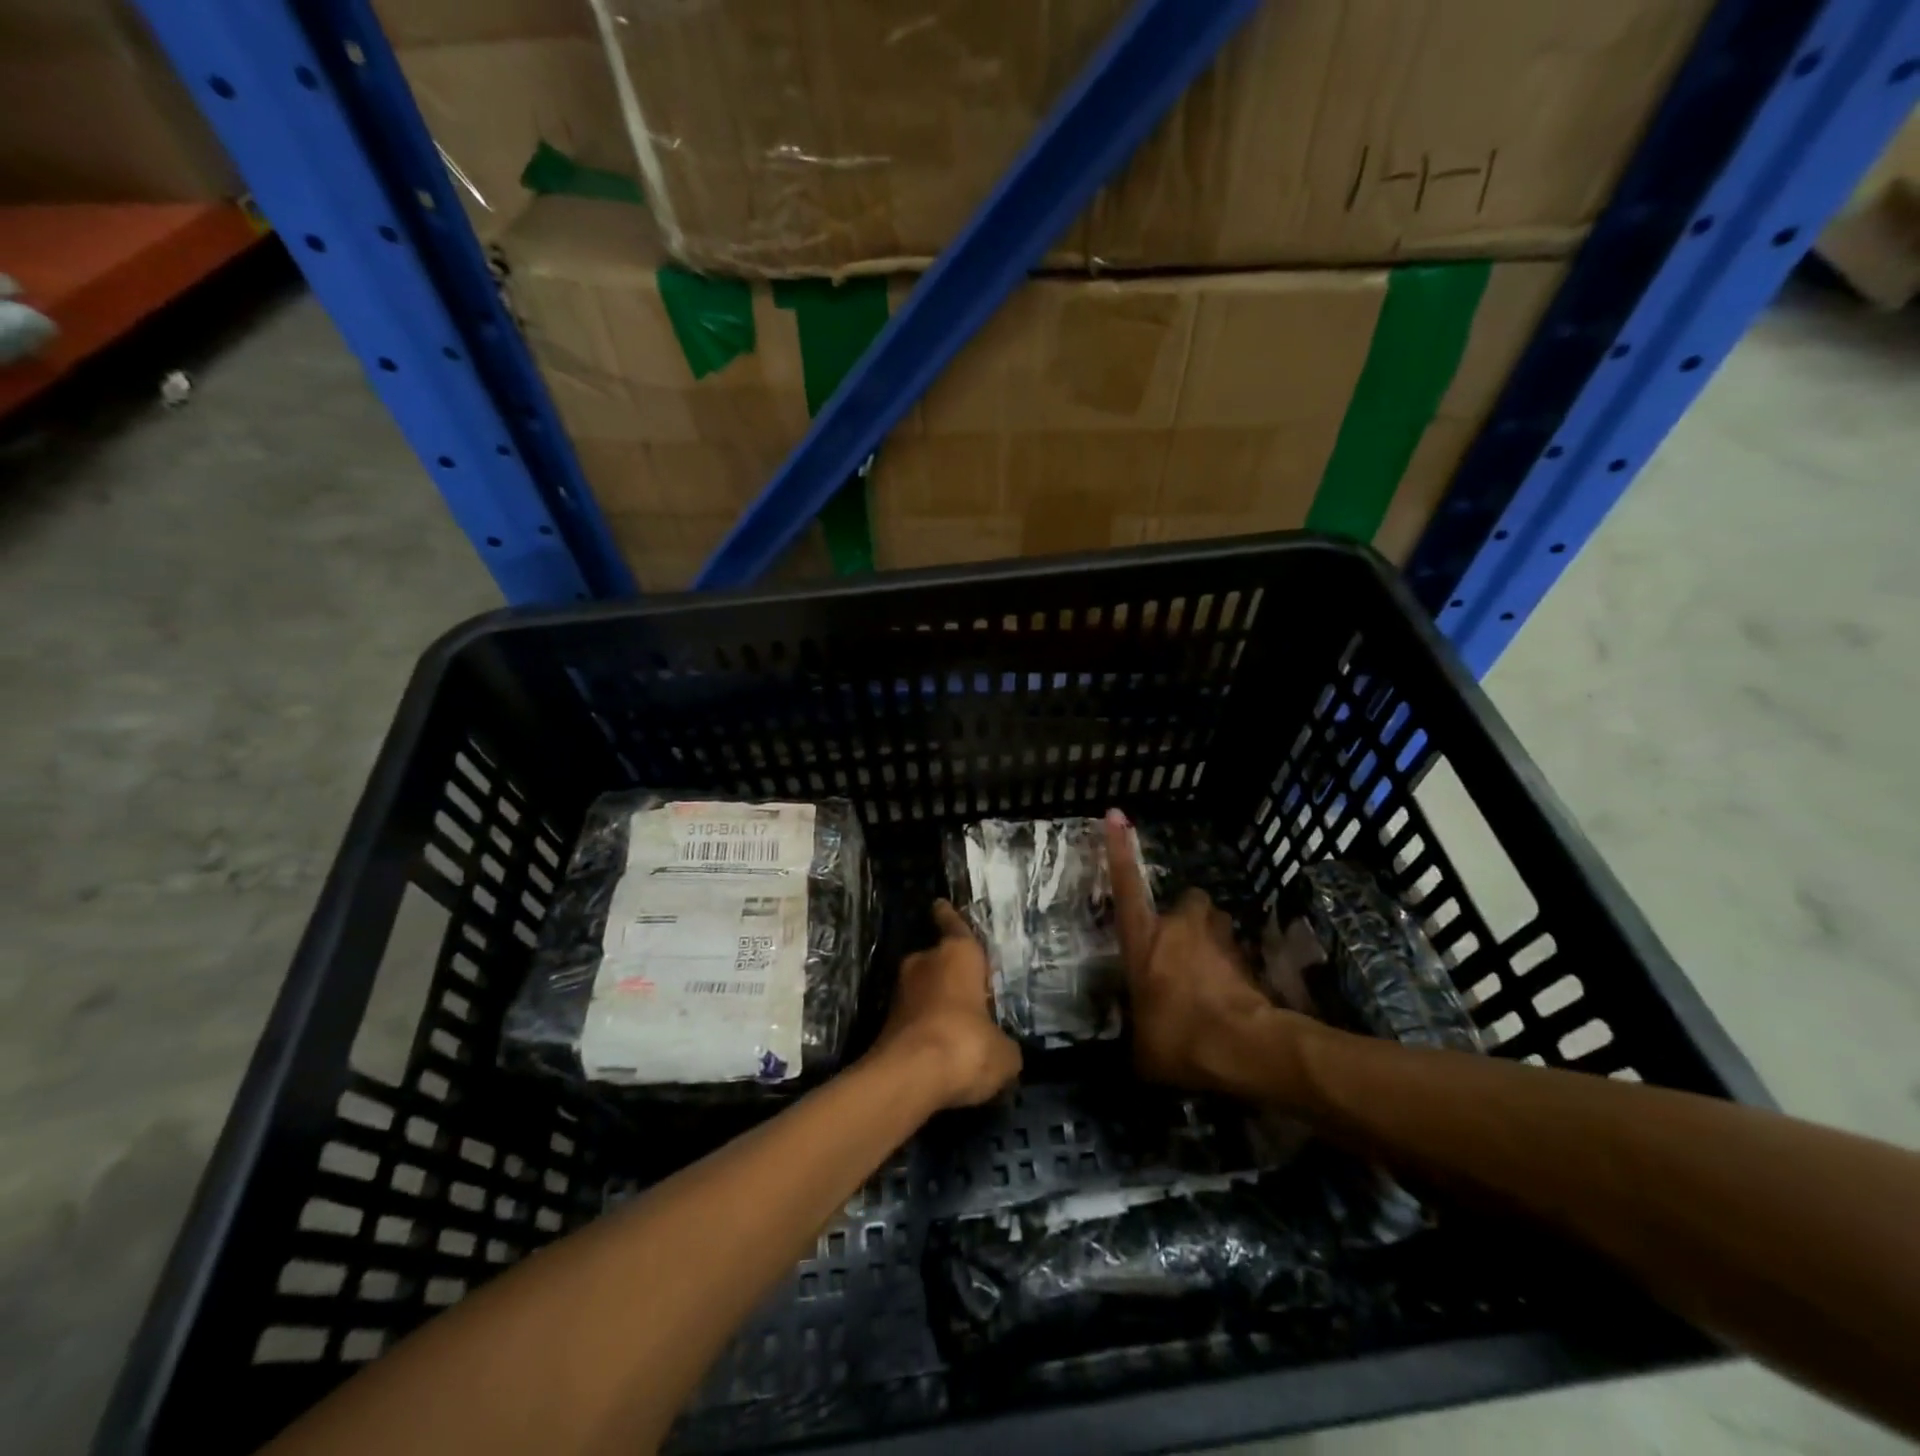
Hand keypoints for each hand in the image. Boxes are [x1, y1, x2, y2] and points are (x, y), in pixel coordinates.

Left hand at [871, 900, 1021, 1108]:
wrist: (908, 1078)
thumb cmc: (966, 1045)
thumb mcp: (1004, 1053)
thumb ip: (1004, 1044)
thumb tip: (1002, 1050)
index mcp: (957, 954)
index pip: (954, 925)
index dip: (949, 917)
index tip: (940, 905)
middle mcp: (924, 963)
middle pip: (937, 960)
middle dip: (949, 973)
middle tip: (969, 990)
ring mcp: (900, 992)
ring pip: (923, 990)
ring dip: (936, 1003)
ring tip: (958, 1025)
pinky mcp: (885, 1023)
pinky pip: (913, 1019)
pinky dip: (924, 1029)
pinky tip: (941, 1050)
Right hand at [1105, 809, 1310, 1096]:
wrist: (1243, 1045)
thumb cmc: (1180, 1037)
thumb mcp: (1143, 1049)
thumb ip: (1138, 1034)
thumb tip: (1138, 1048)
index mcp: (1144, 940)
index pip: (1125, 885)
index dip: (1119, 849)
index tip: (1116, 814)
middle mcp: (1180, 928)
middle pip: (1186, 900)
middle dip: (1186, 916)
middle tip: (1182, 945)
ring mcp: (1217, 939)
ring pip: (1215, 924)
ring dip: (1211, 940)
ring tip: (1208, 973)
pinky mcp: (1247, 958)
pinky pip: (1236, 955)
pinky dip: (1232, 971)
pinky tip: (1231, 999)